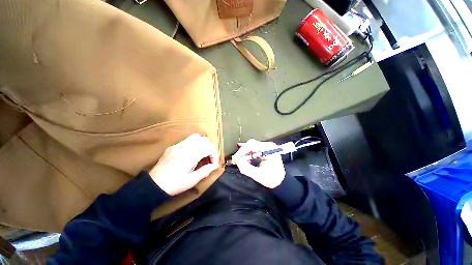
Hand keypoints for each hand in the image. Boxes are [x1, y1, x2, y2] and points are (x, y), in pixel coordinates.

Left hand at [149, 134, 219, 195]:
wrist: (152, 185)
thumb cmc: (174, 185)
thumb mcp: (192, 181)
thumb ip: (205, 171)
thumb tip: (215, 165)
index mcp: (189, 156)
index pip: (209, 147)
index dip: (214, 155)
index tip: (213, 164)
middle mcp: (184, 147)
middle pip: (204, 140)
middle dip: (210, 148)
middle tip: (209, 159)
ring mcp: (178, 145)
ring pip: (196, 137)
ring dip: (203, 144)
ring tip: (202, 154)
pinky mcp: (173, 146)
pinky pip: (188, 140)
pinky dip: (195, 144)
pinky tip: (192, 154)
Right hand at [233, 139, 284, 188]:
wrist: (280, 181)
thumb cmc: (272, 179)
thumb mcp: (258, 175)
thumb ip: (246, 167)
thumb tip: (236, 159)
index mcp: (269, 149)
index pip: (252, 145)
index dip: (242, 151)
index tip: (235, 158)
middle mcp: (268, 145)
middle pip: (251, 144)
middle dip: (243, 152)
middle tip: (237, 159)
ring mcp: (266, 147)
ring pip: (251, 146)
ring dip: (245, 153)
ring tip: (241, 160)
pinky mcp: (264, 149)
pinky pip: (253, 148)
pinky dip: (248, 154)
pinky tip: (245, 159)